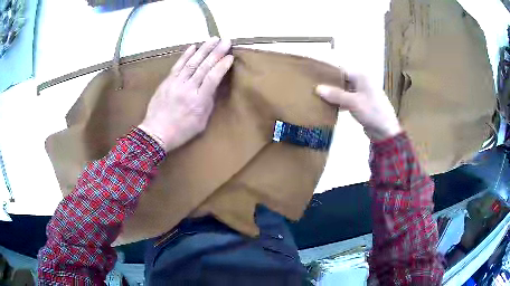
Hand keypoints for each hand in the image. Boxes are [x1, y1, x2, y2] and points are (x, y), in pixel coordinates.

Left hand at [139, 37, 233, 151]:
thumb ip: (208, 102)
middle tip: (226, 41)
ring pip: (192, 62)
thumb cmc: (181, 131)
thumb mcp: (201, 122)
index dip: (222, 66)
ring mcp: (176, 83)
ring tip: (213, 39)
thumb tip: (213, 86)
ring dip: (204, 49)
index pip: (213, 78)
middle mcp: (188, 88)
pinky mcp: (167, 81)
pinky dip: (186, 55)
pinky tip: (193, 46)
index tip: (230, 56)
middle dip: (216, 52)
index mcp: (198, 101)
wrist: (156, 132)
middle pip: (204, 66)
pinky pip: (178, 65)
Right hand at [316, 74, 401, 140]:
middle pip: (342, 80)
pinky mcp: (361, 103)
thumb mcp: (353, 102)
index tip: (314, 76)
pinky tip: (329, 106)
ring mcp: (362, 93)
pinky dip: (339, 102)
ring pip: (344, 90)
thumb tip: (317, 88)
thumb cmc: (372, 112)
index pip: (341, 70)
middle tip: (313, 87)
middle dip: (329, 84)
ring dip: (334, 94)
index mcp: (361, 76)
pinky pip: (347, 99)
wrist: (385, 131)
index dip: (328, 72)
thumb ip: (335, 95)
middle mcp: (362, 82)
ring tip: (318, 96)